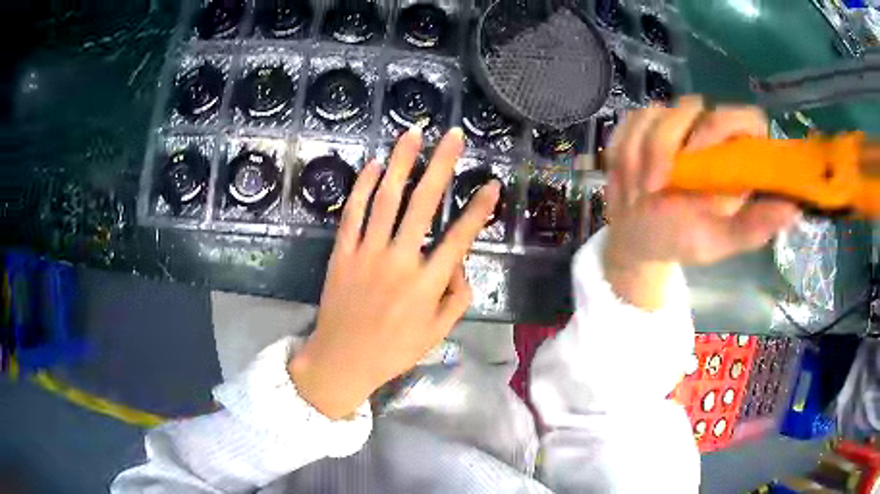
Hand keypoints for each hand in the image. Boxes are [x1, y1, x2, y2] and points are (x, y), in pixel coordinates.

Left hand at [289, 127, 499, 418]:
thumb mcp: (437, 332)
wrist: (342, 360)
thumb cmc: (393, 350)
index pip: (460, 236)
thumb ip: (457, 297)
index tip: (492, 183)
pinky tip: (374, 165)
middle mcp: (399, 260)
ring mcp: (367, 253)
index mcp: (427, 284)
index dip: (479, 208)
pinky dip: (362, 186)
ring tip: (413, 134)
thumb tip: (460, 261)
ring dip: (401, 163)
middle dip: (441, 164)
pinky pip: (352, 213)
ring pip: (386, 198)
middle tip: (453, 135)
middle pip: (423, 203)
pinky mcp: (342, 252)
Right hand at [603, 96, 799, 309]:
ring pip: (656, 113)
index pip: (747, 118)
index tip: (700, 157)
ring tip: (642, 191)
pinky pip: (631, 121)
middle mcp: (708, 132)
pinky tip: (628, 176)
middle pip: (693, 105)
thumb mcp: (719, 242)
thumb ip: (753, 228)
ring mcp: (673, 124)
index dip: (726, 127)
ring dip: (643, 154)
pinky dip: (624, 150)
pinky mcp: (642, 124)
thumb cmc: (680, 240)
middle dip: (668, 145)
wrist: (636, 239)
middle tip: (658, 185)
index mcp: (735, 158)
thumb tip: (794, 209)